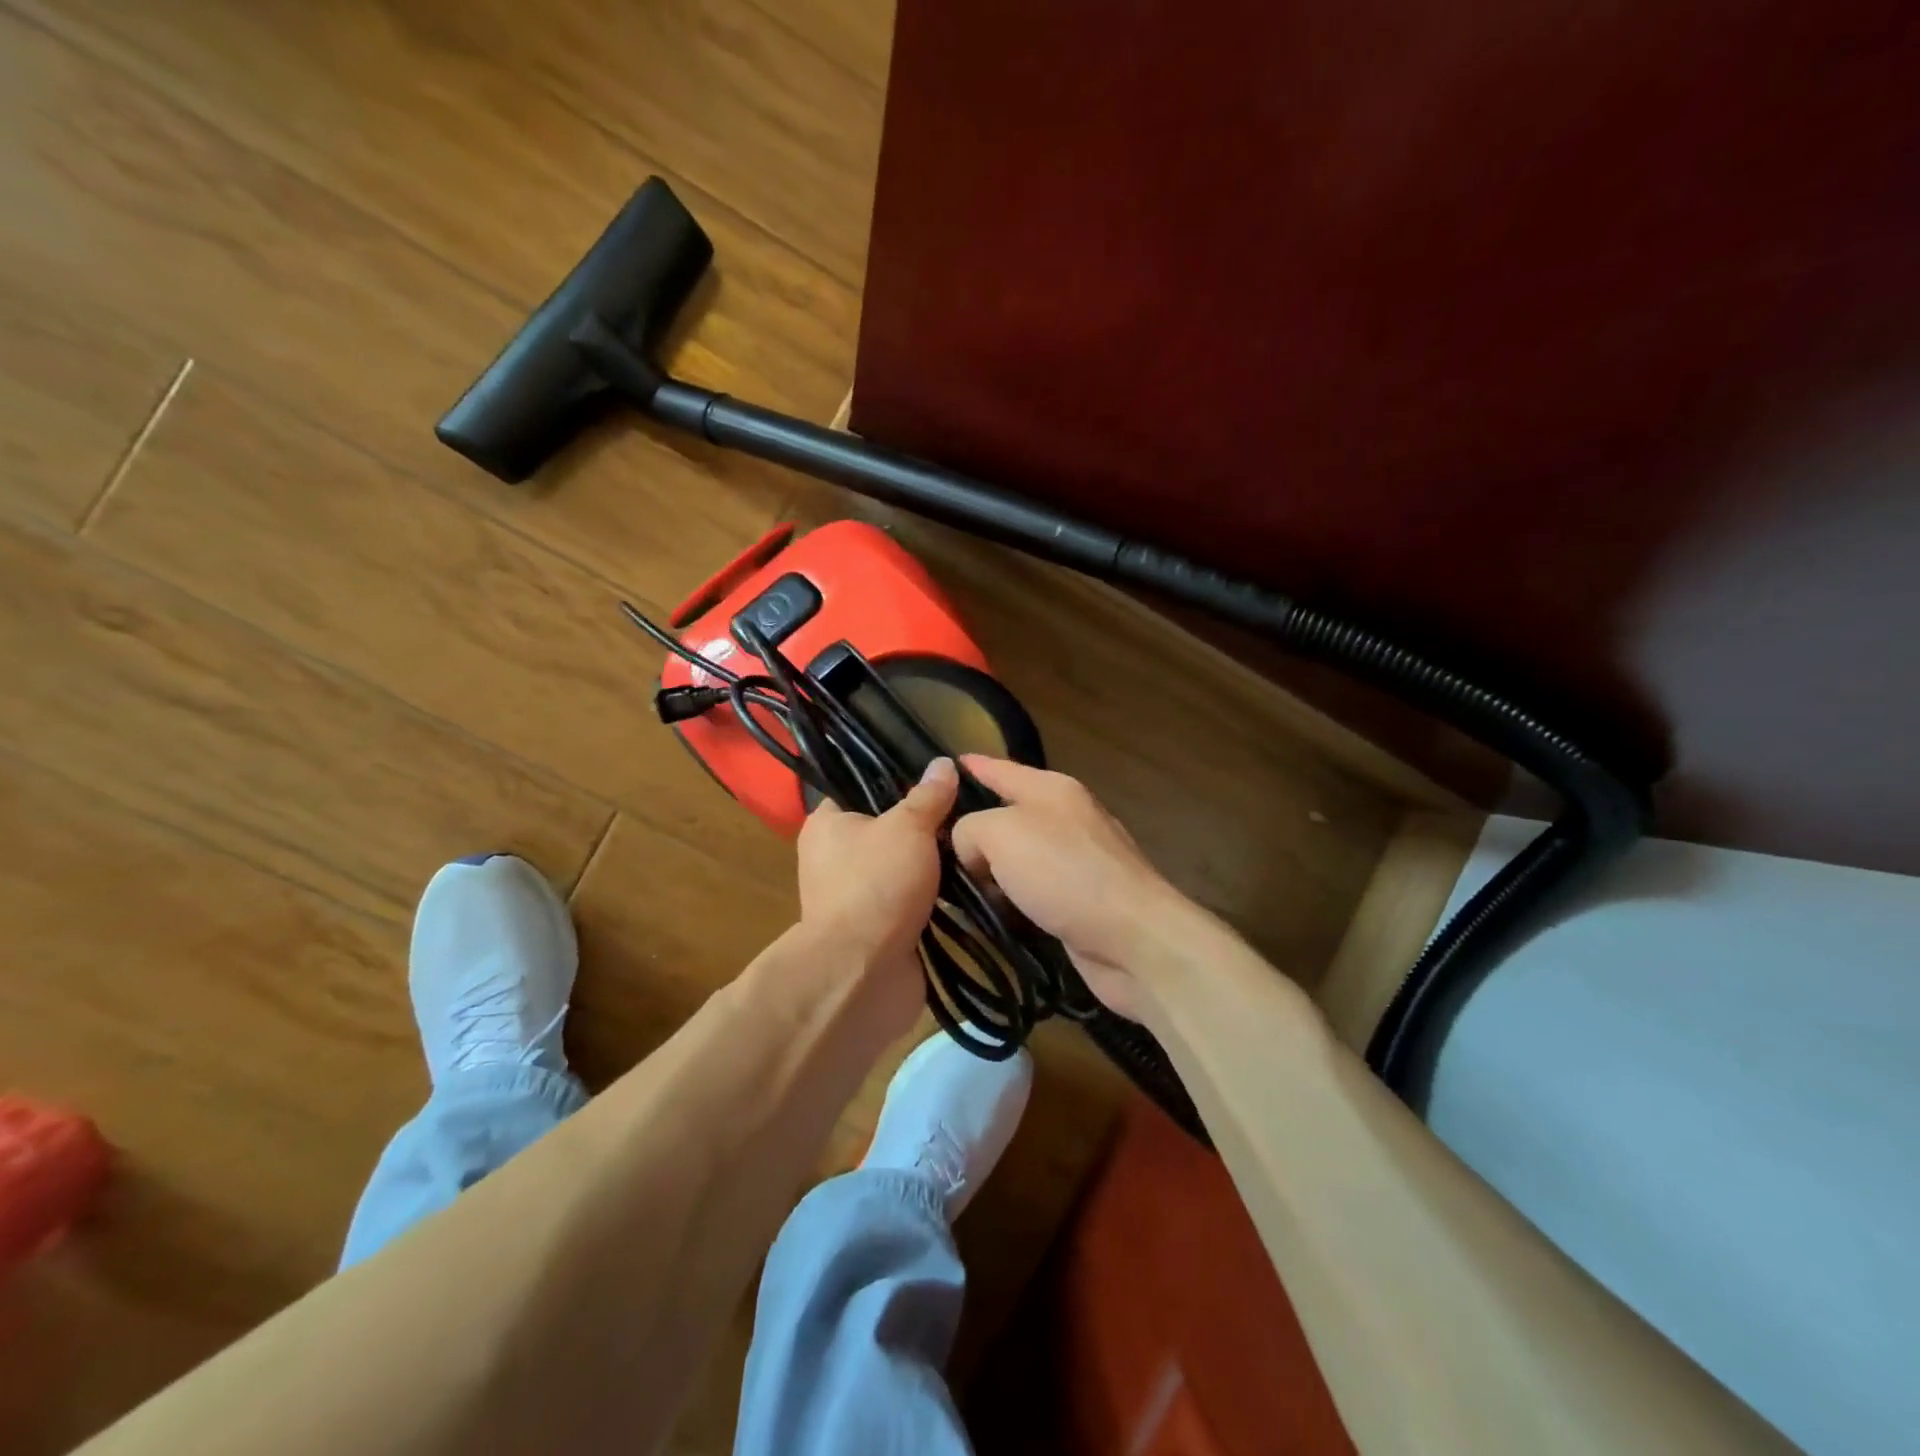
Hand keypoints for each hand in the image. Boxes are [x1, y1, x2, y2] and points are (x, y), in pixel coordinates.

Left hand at [795, 757, 958, 1031]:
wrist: (865, 972)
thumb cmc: (876, 883)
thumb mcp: (908, 827)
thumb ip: (928, 796)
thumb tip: (944, 763)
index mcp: (827, 825)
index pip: (859, 788)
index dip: (895, 779)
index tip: (935, 776)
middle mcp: (834, 858)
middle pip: (887, 829)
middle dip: (924, 825)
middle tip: (964, 810)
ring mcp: (857, 896)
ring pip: (903, 867)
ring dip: (933, 863)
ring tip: (974, 842)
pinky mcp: (880, 928)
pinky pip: (913, 901)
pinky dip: (936, 897)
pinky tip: (970, 882)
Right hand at [951, 757, 1201, 1019]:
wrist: (1133, 938)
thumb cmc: (1064, 873)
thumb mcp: (1000, 833)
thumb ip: (970, 829)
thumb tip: (973, 854)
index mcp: (1051, 788)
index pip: (1002, 768)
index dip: (974, 766)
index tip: (947, 764)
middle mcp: (1066, 817)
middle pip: (1007, 815)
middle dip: (973, 831)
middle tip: (933, 848)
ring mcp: (1077, 860)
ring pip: (1017, 858)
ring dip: (990, 873)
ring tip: (954, 889)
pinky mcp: (1081, 900)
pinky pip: (1031, 891)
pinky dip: (1011, 901)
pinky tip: (992, 916)